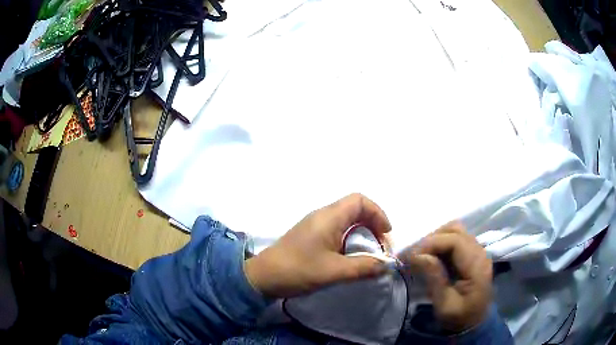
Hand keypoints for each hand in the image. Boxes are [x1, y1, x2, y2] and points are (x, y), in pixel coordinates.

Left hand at [245, 193, 391, 297]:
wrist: (263, 277)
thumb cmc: (298, 270)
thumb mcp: (334, 271)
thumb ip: (363, 267)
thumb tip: (386, 265)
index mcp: (329, 217)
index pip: (360, 200)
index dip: (378, 213)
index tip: (385, 234)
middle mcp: (322, 215)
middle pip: (355, 208)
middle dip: (373, 225)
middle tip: (380, 247)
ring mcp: (315, 224)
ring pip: (346, 220)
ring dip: (362, 233)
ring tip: (368, 253)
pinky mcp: (310, 235)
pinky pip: (337, 229)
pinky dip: (350, 238)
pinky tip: (350, 256)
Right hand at [399, 222, 492, 331]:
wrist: (473, 324)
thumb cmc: (458, 318)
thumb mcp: (444, 304)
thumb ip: (434, 278)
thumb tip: (418, 255)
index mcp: (477, 266)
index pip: (456, 241)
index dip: (432, 243)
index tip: (412, 255)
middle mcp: (480, 253)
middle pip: (456, 230)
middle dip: (432, 239)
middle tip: (414, 254)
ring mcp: (478, 252)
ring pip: (456, 231)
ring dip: (436, 239)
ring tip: (421, 254)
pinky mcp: (473, 255)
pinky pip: (456, 240)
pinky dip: (441, 244)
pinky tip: (431, 257)